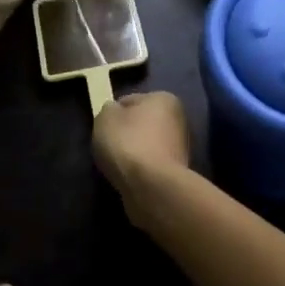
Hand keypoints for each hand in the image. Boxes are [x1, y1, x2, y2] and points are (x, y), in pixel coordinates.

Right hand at [92, 90, 191, 213]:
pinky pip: (151, 166)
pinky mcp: (178, 173)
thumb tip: (114, 113)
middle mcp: (178, 119)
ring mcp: (181, 148)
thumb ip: (108, 110)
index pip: (129, 101)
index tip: (103, 129)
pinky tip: (129, 177)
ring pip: (147, 146)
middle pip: (141, 124)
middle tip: (109, 147)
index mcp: (164, 98)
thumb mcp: (105, 117)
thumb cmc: (128, 143)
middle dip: (126, 134)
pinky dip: (140, 170)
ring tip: (118, 165)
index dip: (112, 114)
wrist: (152, 187)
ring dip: (133, 153)